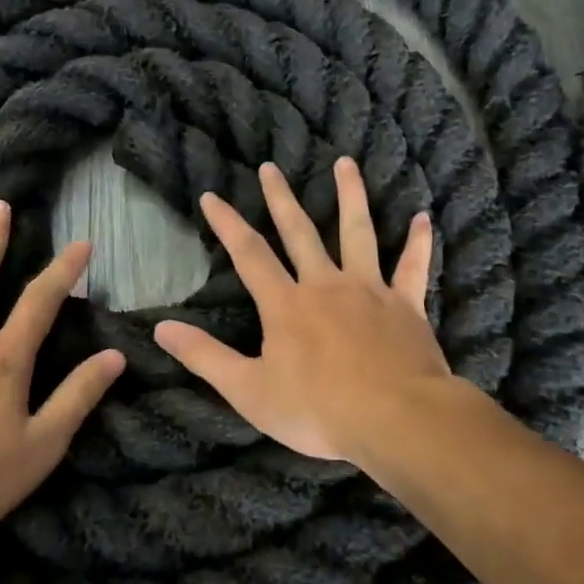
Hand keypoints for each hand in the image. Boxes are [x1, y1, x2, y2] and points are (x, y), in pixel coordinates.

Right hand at [154, 158, 448, 462]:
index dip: (228, 224)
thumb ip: (205, 357)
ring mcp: (370, 291)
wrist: (396, 420)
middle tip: (271, 167)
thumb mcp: (249, 391)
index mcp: (286, 305)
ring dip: (350, 196)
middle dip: (281, 198)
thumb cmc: (318, 411)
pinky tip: (423, 218)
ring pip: (358, 233)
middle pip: (300, 232)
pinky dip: (418, 242)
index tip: (212, 196)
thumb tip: (160, 329)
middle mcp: (326, 286)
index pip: (249, 255)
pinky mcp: (406, 306)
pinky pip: (413, 267)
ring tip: (345, 163)